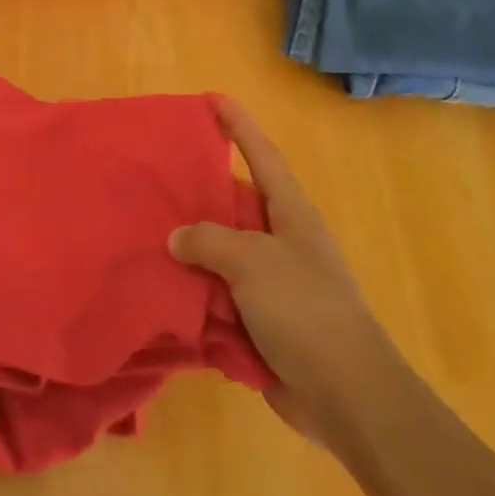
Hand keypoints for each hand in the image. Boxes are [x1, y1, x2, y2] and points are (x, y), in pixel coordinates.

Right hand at [170, 98, 398, 444]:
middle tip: (157, 173)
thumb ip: (209, 240)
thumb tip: (178, 237)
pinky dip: (194, 291)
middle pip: (235, 202)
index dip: (239, 124)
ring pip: (221, 251)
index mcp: (291, 214)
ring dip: (190, 246)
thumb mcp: (252, 262)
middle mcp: (282, 241)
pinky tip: (161, 287)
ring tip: (146, 230)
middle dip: (199, 189)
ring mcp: (273, 283)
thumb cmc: (306, 312)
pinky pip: (218, 294)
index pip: (262, 155)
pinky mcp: (262, 321)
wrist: (348, 398)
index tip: (212, 97)